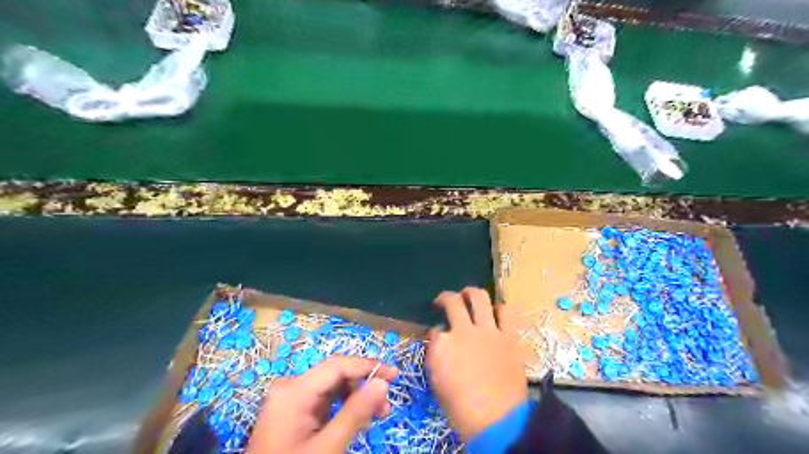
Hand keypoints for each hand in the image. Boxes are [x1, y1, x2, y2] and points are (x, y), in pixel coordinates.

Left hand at [246, 359, 397, 453]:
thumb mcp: (327, 447)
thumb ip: (355, 413)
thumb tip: (382, 383)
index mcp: (294, 390)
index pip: (337, 365)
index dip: (368, 366)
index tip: (394, 375)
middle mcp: (291, 387)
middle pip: (335, 374)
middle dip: (363, 385)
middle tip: (385, 406)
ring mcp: (290, 399)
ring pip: (332, 387)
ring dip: (355, 396)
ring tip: (375, 415)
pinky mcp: (292, 411)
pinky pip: (324, 400)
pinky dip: (342, 406)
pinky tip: (355, 419)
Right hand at [426, 288, 527, 438]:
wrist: (498, 421)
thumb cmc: (461, 409)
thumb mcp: (437, 383)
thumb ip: (436, 356)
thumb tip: (441, 341)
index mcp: (442, 345)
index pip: (435, 329)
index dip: (436, 331)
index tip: (440, 336)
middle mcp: (463, 330)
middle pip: (453, 302)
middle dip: (445, 297)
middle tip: (444, 301)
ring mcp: (488, 331)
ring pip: (479, 297)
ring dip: (471, 293)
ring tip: (468, 295)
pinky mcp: (508, 336)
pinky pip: (505, 312)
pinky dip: (499, 309)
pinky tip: (495, 312)